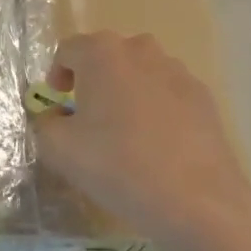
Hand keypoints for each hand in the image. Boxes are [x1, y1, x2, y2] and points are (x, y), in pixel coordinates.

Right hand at [35, 31, 250, 250]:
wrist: (196, 200)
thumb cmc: (117, 165)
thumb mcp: (58, 148)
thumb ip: (46, 122)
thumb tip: (57, 115)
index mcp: (102, 54)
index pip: (68, 50)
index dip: (56, 75)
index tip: (58, 105)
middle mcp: (141, 51)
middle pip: (106, 56)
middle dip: (92, 80)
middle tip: (86, 117)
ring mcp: (178, 72)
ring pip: (139, 73)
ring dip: (125, 92)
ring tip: (122, 132)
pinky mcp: (204, 97)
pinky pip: (166, 93)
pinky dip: (154, 108)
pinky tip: (154, 144)